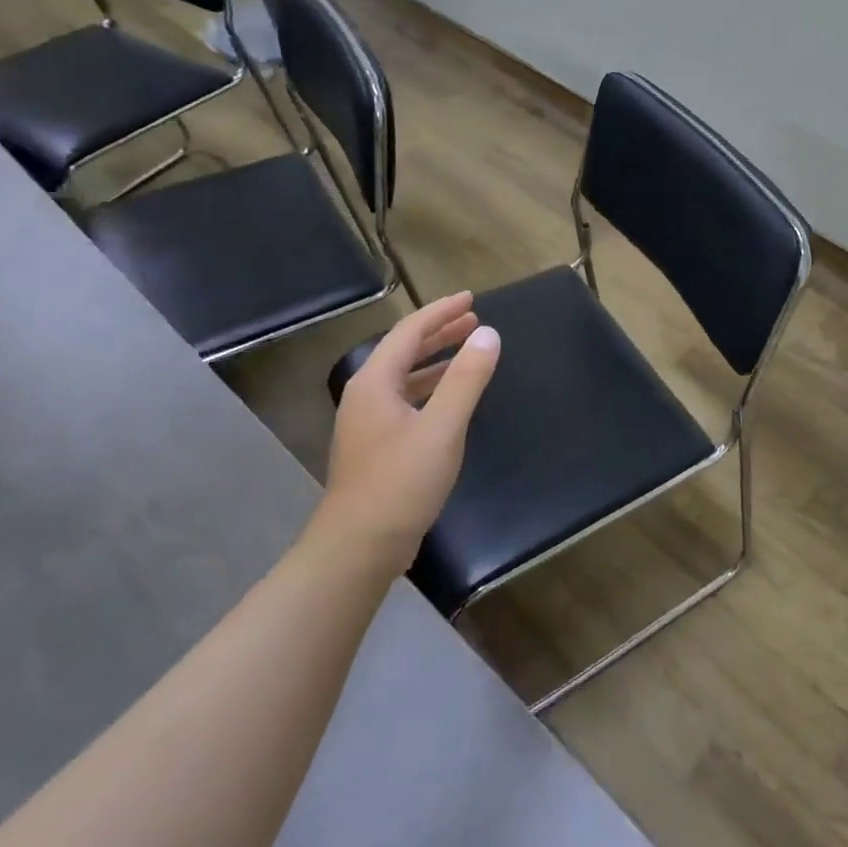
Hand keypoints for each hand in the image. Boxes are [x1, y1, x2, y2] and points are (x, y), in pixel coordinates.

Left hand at [306, 291, 500, 573]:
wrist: (358, 547)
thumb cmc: (401, 481)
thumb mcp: (442, 427)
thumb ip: (466, 378)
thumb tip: (489, 334)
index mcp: (375, 382)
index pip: (410, 331)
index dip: (441, 312)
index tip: (472, 298)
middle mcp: (366, 395)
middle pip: (404, 350)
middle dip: (439, 332)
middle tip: (474, 319)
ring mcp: (368, 422)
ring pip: (405, 376)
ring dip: (436, 360)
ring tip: (468, 350)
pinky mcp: (376, 446)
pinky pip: (407, 399)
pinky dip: (431, 387)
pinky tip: (451, 397)